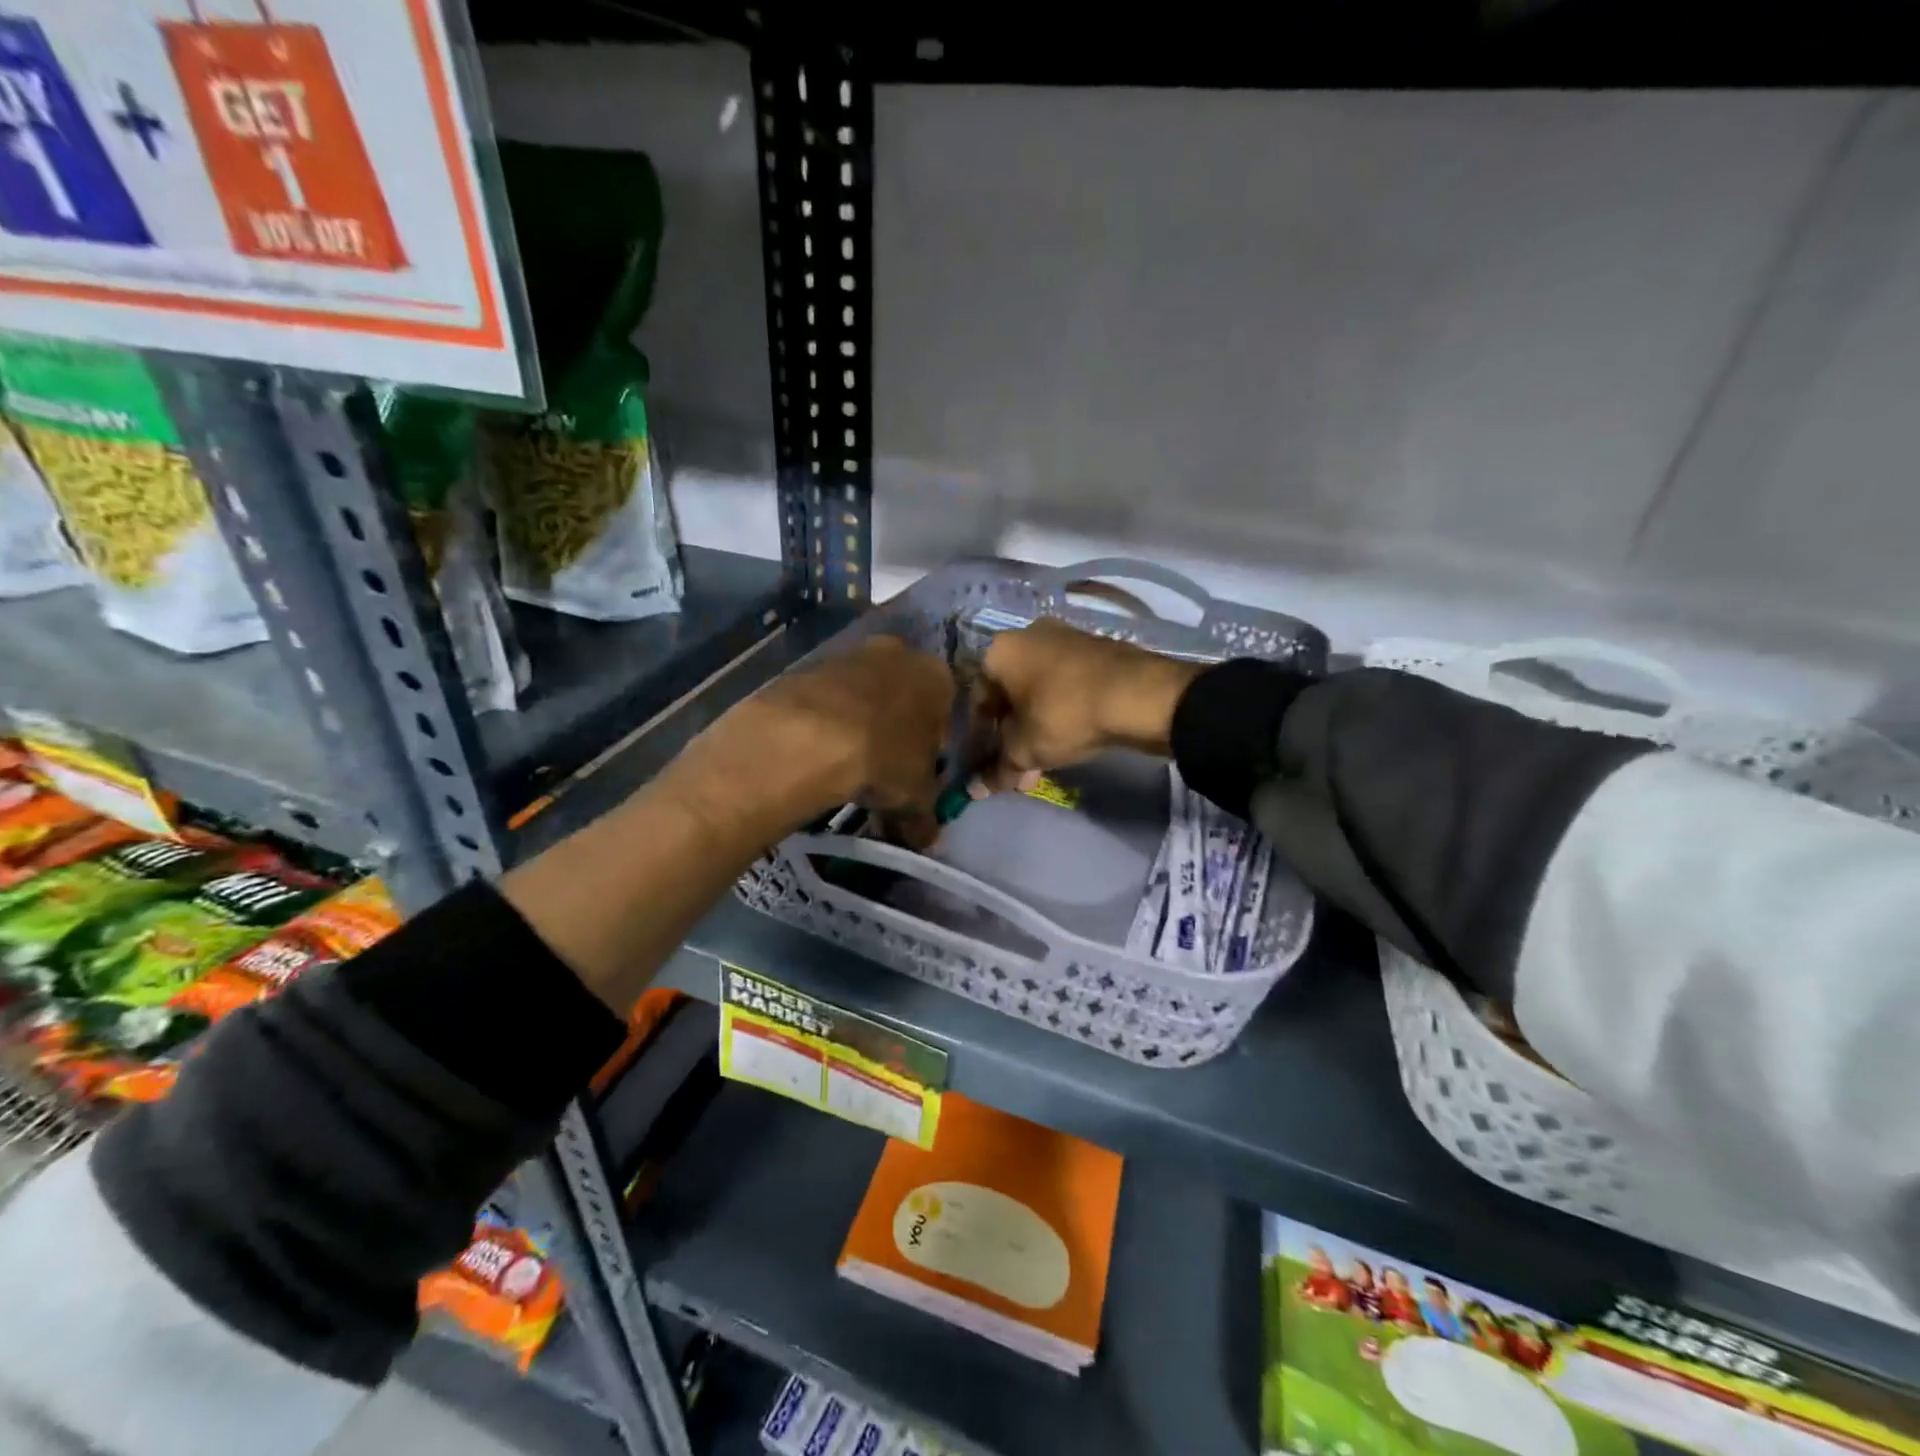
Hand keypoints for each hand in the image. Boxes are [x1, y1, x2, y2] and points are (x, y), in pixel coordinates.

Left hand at [704, 634, 954, 841]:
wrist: (810, 737)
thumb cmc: (884, 759)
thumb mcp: (916, 797)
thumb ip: (926, 816)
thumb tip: (927, 838)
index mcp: (937, 676)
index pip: (946, 710)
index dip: (933, 745)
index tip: (917, 772)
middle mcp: (899, 653)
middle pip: (903, 696)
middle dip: (895, 730)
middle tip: (882, 768)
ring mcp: (851, 654)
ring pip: (864, 695)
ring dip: (860, 723)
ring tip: (845, 765)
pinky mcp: (809, 665)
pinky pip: (828, 699)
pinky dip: (826, 722)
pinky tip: (818, 752)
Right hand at [972, 619, 1201, 789]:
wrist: (1138, 695)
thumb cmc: (1064, 714)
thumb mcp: (1024, 749)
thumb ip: (998, 769)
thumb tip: (976, 789)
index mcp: (1000, 651)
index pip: (977, 698)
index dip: (979, 737)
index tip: (987, 762)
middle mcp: (1028, 635)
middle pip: (1010, 694)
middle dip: (1011, 735)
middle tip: (1018, 768)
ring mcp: (1065, 638)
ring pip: (1039, 692)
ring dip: (1036, 727)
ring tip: (1043, 764)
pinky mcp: (1096, 650)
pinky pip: (1066, 685)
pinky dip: (1061, 712)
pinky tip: (1069, 741)